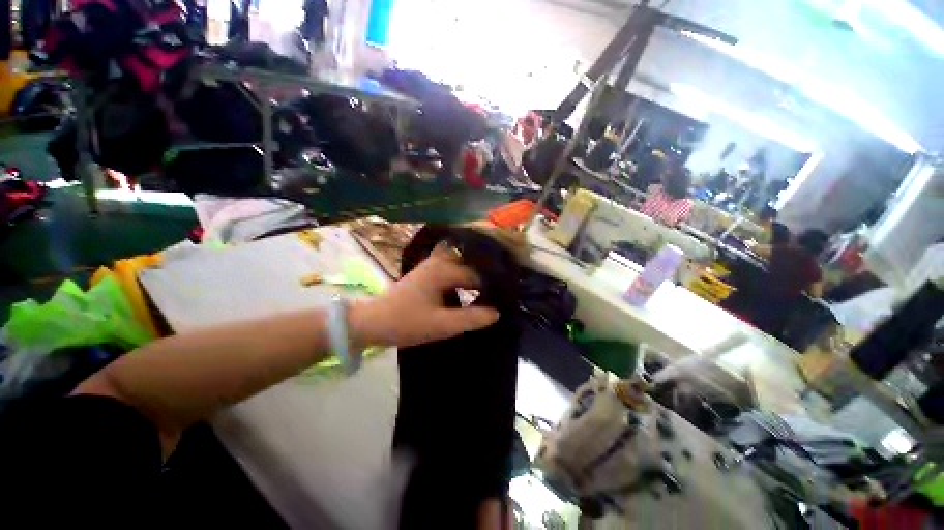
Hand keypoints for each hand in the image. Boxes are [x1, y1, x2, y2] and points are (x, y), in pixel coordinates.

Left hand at [349, 250, 499, 347]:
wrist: (374, 322)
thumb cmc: (406, 323)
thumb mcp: (441, 325)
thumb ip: (471, 318)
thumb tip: (497, 312)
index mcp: (443, 271)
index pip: (477, 275)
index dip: (493, 286)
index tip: (506, 297)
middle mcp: (439, 261)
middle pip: (471, 261)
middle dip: (487, 271)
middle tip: (502, 286)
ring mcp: (432, 264)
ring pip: (461, 260)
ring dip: (475, 268)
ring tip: (491, 283)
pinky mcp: (428, 271)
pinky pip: (452, 265)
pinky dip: (463, 271)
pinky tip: (470, 284)